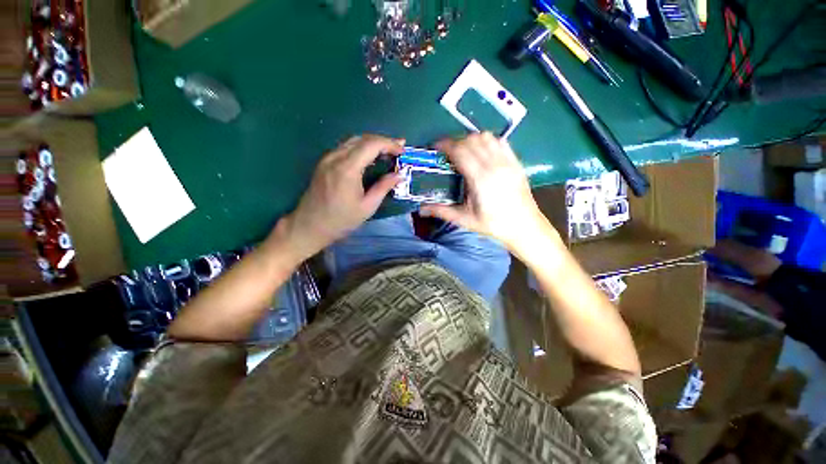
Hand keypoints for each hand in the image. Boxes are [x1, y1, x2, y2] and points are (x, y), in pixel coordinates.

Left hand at [275, 135, 403, 258]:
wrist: (309, 226)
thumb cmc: (341, 220)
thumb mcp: (367, 207)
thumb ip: (383, 187)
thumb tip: (399, 175)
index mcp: (347, 168)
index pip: (371, 144)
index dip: (389, 143)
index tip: (402, 149)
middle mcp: (335, 158)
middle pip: (362, 138)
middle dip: (382, 141)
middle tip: (398, 148)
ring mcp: (327, 159)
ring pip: (353, 141)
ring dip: (371, 143)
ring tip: (387, 152)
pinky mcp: (324, 163)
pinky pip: (345, 148)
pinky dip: (361, 149)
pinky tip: (369, 158)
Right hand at [421, 132, 554, 252]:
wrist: (524, 226)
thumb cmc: (493, 225)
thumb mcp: (465, 219)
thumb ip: (442, 211)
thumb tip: (421, 209)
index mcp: (480, 179)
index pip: (460, 151)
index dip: (445, 145)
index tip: (435, 147)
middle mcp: (495, 165)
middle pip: (471, 140)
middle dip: (455, 141)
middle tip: (446, 152)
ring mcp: (507, 162)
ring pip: (486, 137)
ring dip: (471, 139)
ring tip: (463, 151)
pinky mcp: (516, 162)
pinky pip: (500, 142)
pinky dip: (487, 141)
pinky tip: (481, 152)